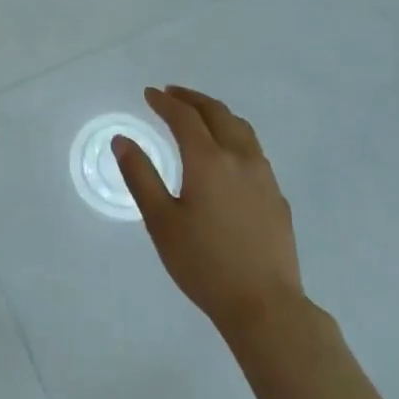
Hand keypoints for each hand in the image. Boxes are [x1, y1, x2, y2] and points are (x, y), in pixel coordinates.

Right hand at [113, 86, 302, 337]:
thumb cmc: (203, 263)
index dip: (165, 102)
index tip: (148, 93)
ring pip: (241, 129)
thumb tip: (122, 140)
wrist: (265, 305)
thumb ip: (140, 176)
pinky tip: (227, 155)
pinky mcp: (276, 196)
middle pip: (217, 114)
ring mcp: (264, 176)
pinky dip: (234, 136)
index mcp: (208, 160)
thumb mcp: (160, 221)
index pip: (184, 117)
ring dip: (217, 113)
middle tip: (172, 93)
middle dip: (192, 99)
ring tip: (200, 114)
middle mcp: (239, 158)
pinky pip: (253, 151)